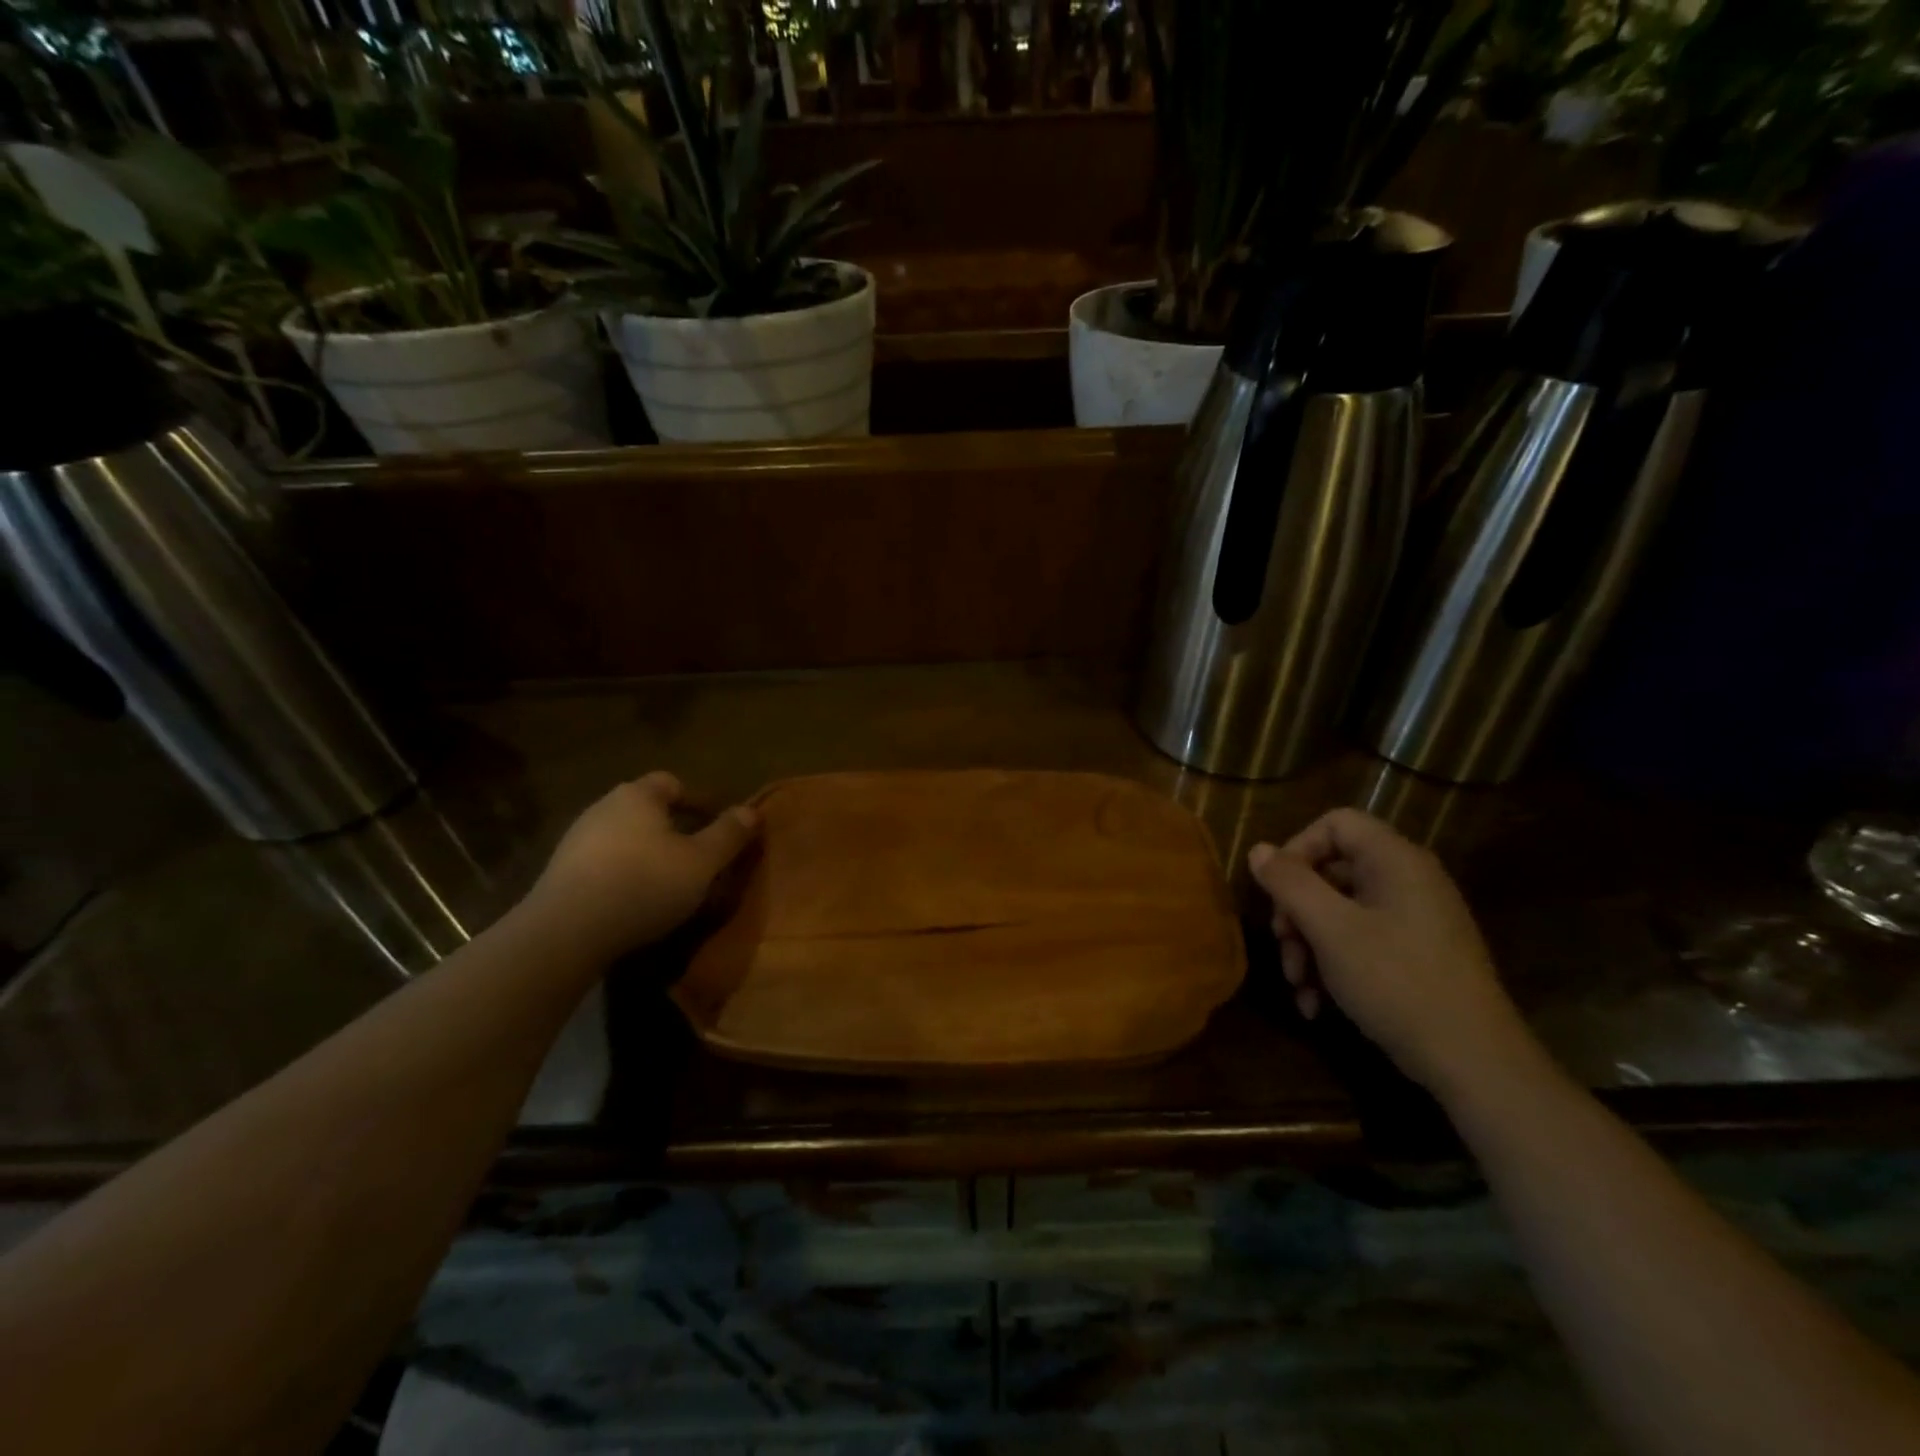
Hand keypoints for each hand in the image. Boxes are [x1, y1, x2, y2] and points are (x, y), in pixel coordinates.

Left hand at [527, 772, 758, 957]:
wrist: (566, 932)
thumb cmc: (644, 885)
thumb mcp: (702, 862)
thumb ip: (728, 834)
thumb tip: (752, 810)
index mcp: (638, 796)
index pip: (672, 782)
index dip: (699, 801)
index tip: (718, 828)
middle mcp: (603, 807)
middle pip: (647, 810)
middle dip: (675, 829)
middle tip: (698, 858)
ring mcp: (576, 839)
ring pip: (625, 837)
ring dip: (648, 853)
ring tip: (669, 883)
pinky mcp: (560, 872)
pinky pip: (604, 863)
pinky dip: (624, 873)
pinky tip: (634, 901)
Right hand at [1247, 808, 1535, 1100]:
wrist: (1475, 1063)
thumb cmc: (1397, 982)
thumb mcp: (1330, 930)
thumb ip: (1290, 883)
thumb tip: (1259, 850)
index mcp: (1395, 861)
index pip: (1336, 823)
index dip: (1297, 848)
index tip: (1276, 889)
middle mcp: (1408, 880)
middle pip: (1331, 870)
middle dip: (1296, 909)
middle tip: (1282, 945)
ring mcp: (1414, 919)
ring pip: (1340, 911)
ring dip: (1308, 945)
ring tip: (1297, 984)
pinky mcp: (1416, 954)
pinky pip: (1361, 941)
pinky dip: (1333, 965)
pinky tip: (1316, 1003)